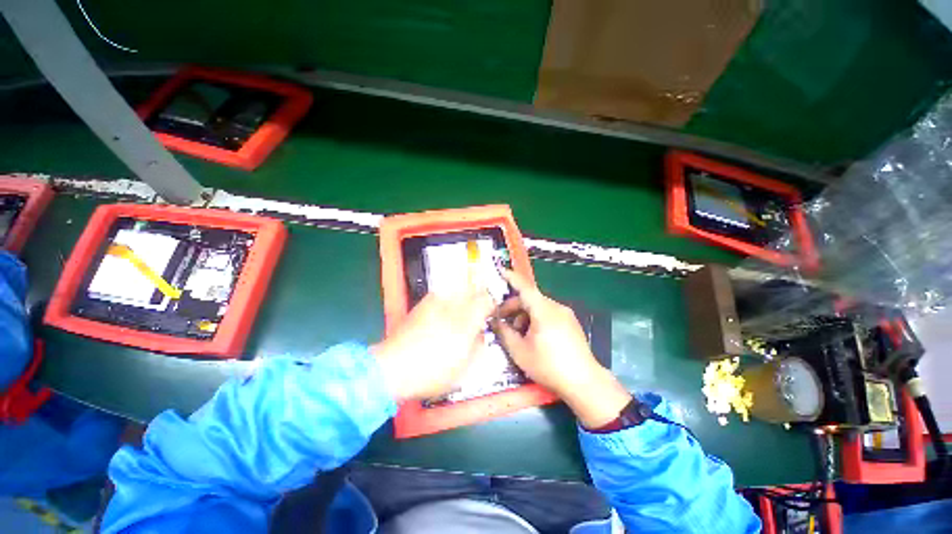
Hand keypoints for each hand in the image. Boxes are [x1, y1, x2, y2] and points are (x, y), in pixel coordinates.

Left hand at [371, 289, 494, 401]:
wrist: (392, 368)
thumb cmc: (432, 372)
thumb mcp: (464, 369)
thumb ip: (478, 347)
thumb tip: (480, 334)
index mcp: (466, 320)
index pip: (486, 300)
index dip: (492, 306)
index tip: (490, 316)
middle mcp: (452, 304)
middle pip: (473, 289)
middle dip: (479, 297)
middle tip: (478, 312)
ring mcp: (435, 301)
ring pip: (458, 288)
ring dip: (464, 296)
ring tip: (461, 313)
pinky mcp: (422, 304)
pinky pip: (443, 295)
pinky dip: (449, 300)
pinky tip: (444, 315)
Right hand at [492, 270, 631, 428]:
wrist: (584, 383)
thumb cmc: (549, 366)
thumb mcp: (520, 351)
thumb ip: (504, 333)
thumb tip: (495, 321)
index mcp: (544, 310)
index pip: (524, 288)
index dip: (511, 278)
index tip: (500, 271)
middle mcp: (556, 307)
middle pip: (530, 299)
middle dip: (513, 307)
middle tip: (501, 321)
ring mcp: (566, 314)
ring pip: (539, 307)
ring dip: (524, 315)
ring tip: (517, 334)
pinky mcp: (571, 323)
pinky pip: (548, 314)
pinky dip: (536, 319)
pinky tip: (532, 336)